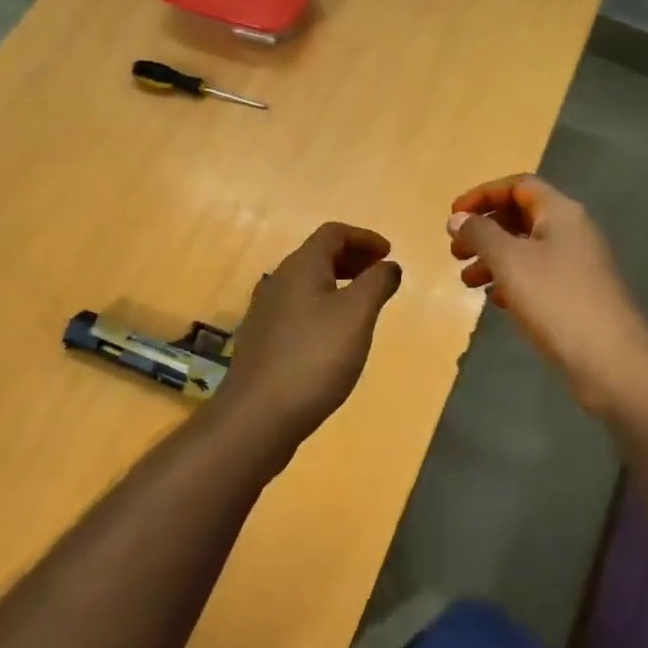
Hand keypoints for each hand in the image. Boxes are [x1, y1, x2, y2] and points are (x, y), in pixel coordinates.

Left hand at [209, 223, 402, 458]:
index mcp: (300, 267)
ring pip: (307, 284)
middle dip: (353, 258)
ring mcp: (265, 312)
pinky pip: (298, 308)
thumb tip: (389, 265)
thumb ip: (377, 283)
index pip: (333, 233)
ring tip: (363, 305)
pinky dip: (323, 307)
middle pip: (318, 255)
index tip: (389, 254)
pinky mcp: (263, 340)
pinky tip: (335, 335)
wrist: (259, 414)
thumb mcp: (357, 315)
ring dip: (338, 283)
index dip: (364, 237)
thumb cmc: (315, 357)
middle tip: (380, 275)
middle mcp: (278, 281)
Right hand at [448, 176, 647, 413]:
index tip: (453, 216)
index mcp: (560, 213)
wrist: (609, 360)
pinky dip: (511, 281)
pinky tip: (494, 300)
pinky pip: (537, 276)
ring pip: (526, 249)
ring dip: (493, 259)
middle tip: (455, 251)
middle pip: (521, 216)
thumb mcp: (509, 260)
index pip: (518, 186)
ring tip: (466, 281)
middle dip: (484, 230)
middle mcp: (572, 232)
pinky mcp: (576, 295)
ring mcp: (577, 265)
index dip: (483, 195)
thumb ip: (480, 233)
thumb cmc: (555, 299)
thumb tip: (459, 218)